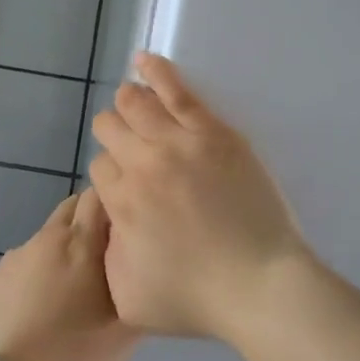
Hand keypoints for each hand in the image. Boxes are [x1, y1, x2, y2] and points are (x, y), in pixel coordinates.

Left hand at [0, 190, 137, 360]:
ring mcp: (18, 256)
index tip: (132, 227)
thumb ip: (139, 292)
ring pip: (51, 236)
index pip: (102, 194)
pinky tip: (44, 305)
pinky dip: (42, 271)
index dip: (118, 204)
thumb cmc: (71, 355)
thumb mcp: (124, 334)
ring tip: (75, 287)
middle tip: (109, 255)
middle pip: (75, 208)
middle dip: (93, 221)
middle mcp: (49, 237)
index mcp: (83, 242)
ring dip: (67, 248)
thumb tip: (143, 273)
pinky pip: (28, 261)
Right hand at [87, 53, 310, 340]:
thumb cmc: (197, 299)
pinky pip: (177, 91)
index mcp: (120, 203)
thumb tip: (110, 224)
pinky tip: (145, 60)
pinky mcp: (213, 132)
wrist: (259, 285)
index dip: (112, 175)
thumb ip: (108, 255)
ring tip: (133, 102)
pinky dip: (156, 72)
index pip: (100, 168)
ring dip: (128, 103)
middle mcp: (141, 165)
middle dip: (114, 135)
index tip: (130, 186)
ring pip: (135, 104)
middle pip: (110, 128)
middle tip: (134, 150)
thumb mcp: (129, 297)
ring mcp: (178, 143)